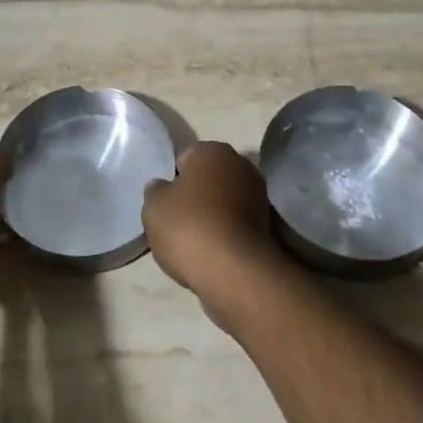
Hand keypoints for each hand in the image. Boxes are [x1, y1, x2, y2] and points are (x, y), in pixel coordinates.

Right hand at [142, 142, 286, 323]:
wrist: (235, 272)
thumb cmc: (189, 227)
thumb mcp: (153, 206)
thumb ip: (156, 191)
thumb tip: (162, 187)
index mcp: (213, 150)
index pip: (185, 158)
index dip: (172, 179)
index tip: (165, 202)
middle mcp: (241, 165)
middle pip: (209, 178)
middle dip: (196, 195)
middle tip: (177, 220)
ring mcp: (259, 196)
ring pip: (225, 201)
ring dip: (213, 215)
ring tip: (194, 241)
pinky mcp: (269, 226)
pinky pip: (237, 224)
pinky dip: (226, 233)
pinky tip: (213, 252)